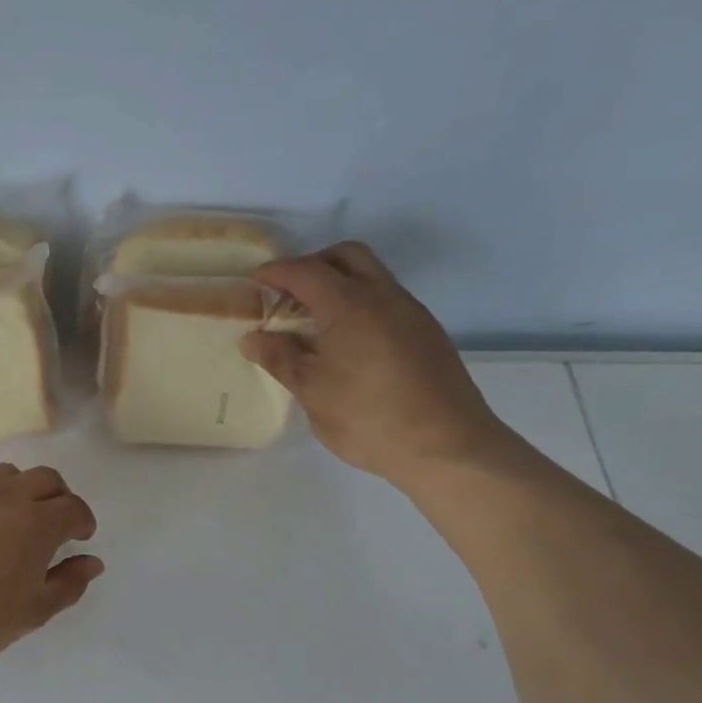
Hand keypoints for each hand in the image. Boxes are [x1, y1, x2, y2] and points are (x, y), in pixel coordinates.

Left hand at [0, 464, 102, 668]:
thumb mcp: (31, 613)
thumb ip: (68, 584)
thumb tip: (92, 562)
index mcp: (36, 523)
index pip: (73, 507)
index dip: (82, 521)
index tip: (79, 537)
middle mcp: (3, 494)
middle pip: (44, 478)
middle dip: (57, 496)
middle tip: (51, 523)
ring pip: (3, 474)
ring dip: (17, 490)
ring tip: (7, 519)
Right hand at [240, 242, 519, 487]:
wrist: (448, 446)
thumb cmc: (369, 419)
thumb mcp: (312, 392)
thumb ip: (280, 359)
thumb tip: (252, 338)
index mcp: (350, 306)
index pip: (306, 271)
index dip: (277, 272)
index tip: (255, 282)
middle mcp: (384, 297)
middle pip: (346, 256)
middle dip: (313, 264)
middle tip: (289, 294)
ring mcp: (411, 312)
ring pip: (372, 275)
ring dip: (340, 283)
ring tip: (315, 321)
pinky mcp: (427, 332)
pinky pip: (387, 300)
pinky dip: (361, 304)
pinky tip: (348, 342)